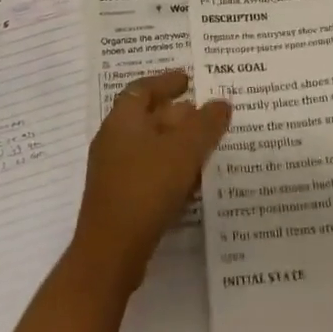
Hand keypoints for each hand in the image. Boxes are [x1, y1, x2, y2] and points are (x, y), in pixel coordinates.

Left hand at [70, 70, 230, 293]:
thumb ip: (205, 124)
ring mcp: (113, 171)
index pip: (143, 88)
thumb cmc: (146, 188)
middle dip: (177, 114)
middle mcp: (113, 140)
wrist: (111, 251)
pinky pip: (148, 172)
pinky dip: (170, 168)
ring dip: (176, 144)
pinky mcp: (119, 198)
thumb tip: (221, 103)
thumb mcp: (184, 151)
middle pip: (146, 117)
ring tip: (206, 147)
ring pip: (149, 146)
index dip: (166, 81)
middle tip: (207, 114)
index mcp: (122, 120)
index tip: (189, 80)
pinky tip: (192, 181)